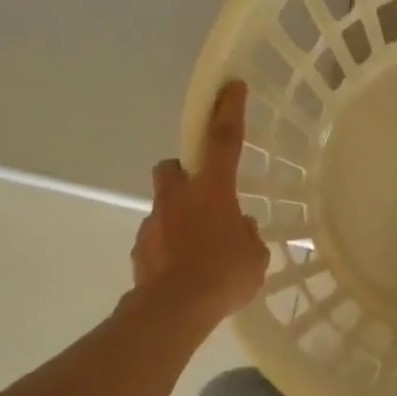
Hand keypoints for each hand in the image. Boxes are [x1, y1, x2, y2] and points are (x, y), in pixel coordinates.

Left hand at [131, 80, 268, 327]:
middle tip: (202, 193)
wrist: (175, 309)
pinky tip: (182, 268)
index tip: (231, 86)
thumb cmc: (224, 275)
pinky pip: (157, 237)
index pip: (224, 140)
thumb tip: (239, 229)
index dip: (229, 110)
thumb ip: (246, 235)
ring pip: (163, 204)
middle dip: (184, 172)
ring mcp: (154, 221)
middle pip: (172, 166)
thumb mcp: (255, 256)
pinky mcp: (140, 248)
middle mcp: (178, 197)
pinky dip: (168, 245)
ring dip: (178, 215)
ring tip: (197, 246)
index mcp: (212, 190)